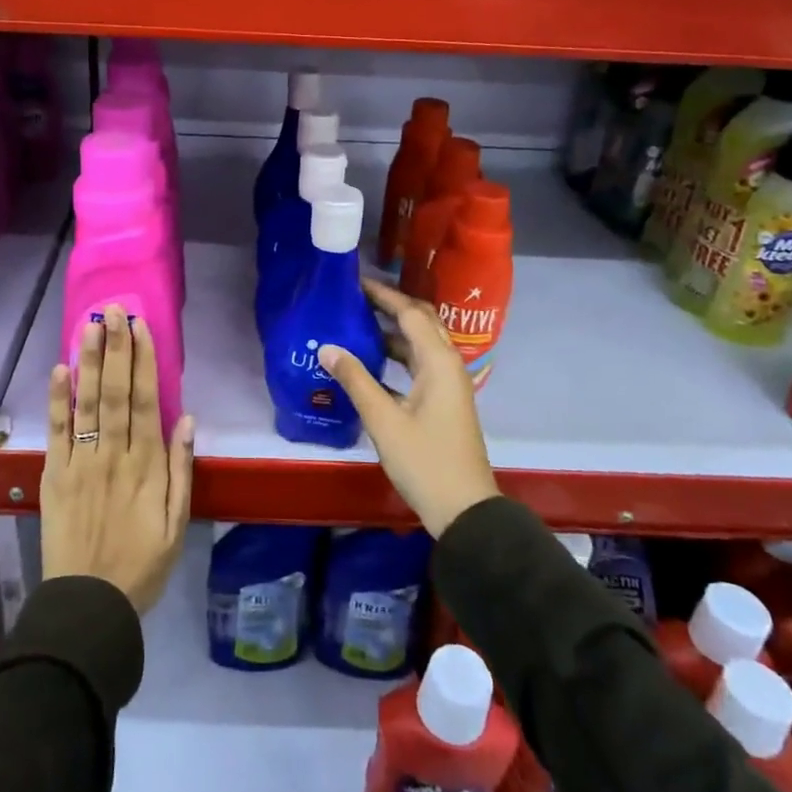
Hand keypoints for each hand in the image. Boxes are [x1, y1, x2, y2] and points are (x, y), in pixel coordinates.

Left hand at [42, 306, 194, 613]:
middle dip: (115, 348)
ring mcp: (80, 463)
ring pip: (86, 404)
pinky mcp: (54, 476)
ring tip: (89, 325)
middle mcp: (113, 455)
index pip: (145, 401)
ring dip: (88, 362)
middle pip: (114, 392)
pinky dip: (57, 401)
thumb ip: (182, 470)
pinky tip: (60, 370)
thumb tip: (187, 419)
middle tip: (113, 311)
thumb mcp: (177, 524)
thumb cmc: (141, 565)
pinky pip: (56, 432)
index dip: (144, 362)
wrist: (88, 606)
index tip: (142, 328)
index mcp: (146, 465)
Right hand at [318, 277, 498, 537]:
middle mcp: (447, 364)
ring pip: (420, 344)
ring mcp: (448, 384)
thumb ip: (355, 380)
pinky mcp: (443, 401)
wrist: (464, 509)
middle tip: (356, 297)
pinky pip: (419, 364)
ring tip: (357, 323)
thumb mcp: (384, 420)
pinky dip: (397, 355)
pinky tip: (370, 362)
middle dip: (391, 306)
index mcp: (438, 362)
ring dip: (393, 331)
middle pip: (421, 322)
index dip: (383, 295)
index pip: (410, 313)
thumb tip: (327, 347)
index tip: (354, 282)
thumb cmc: (424, 461)